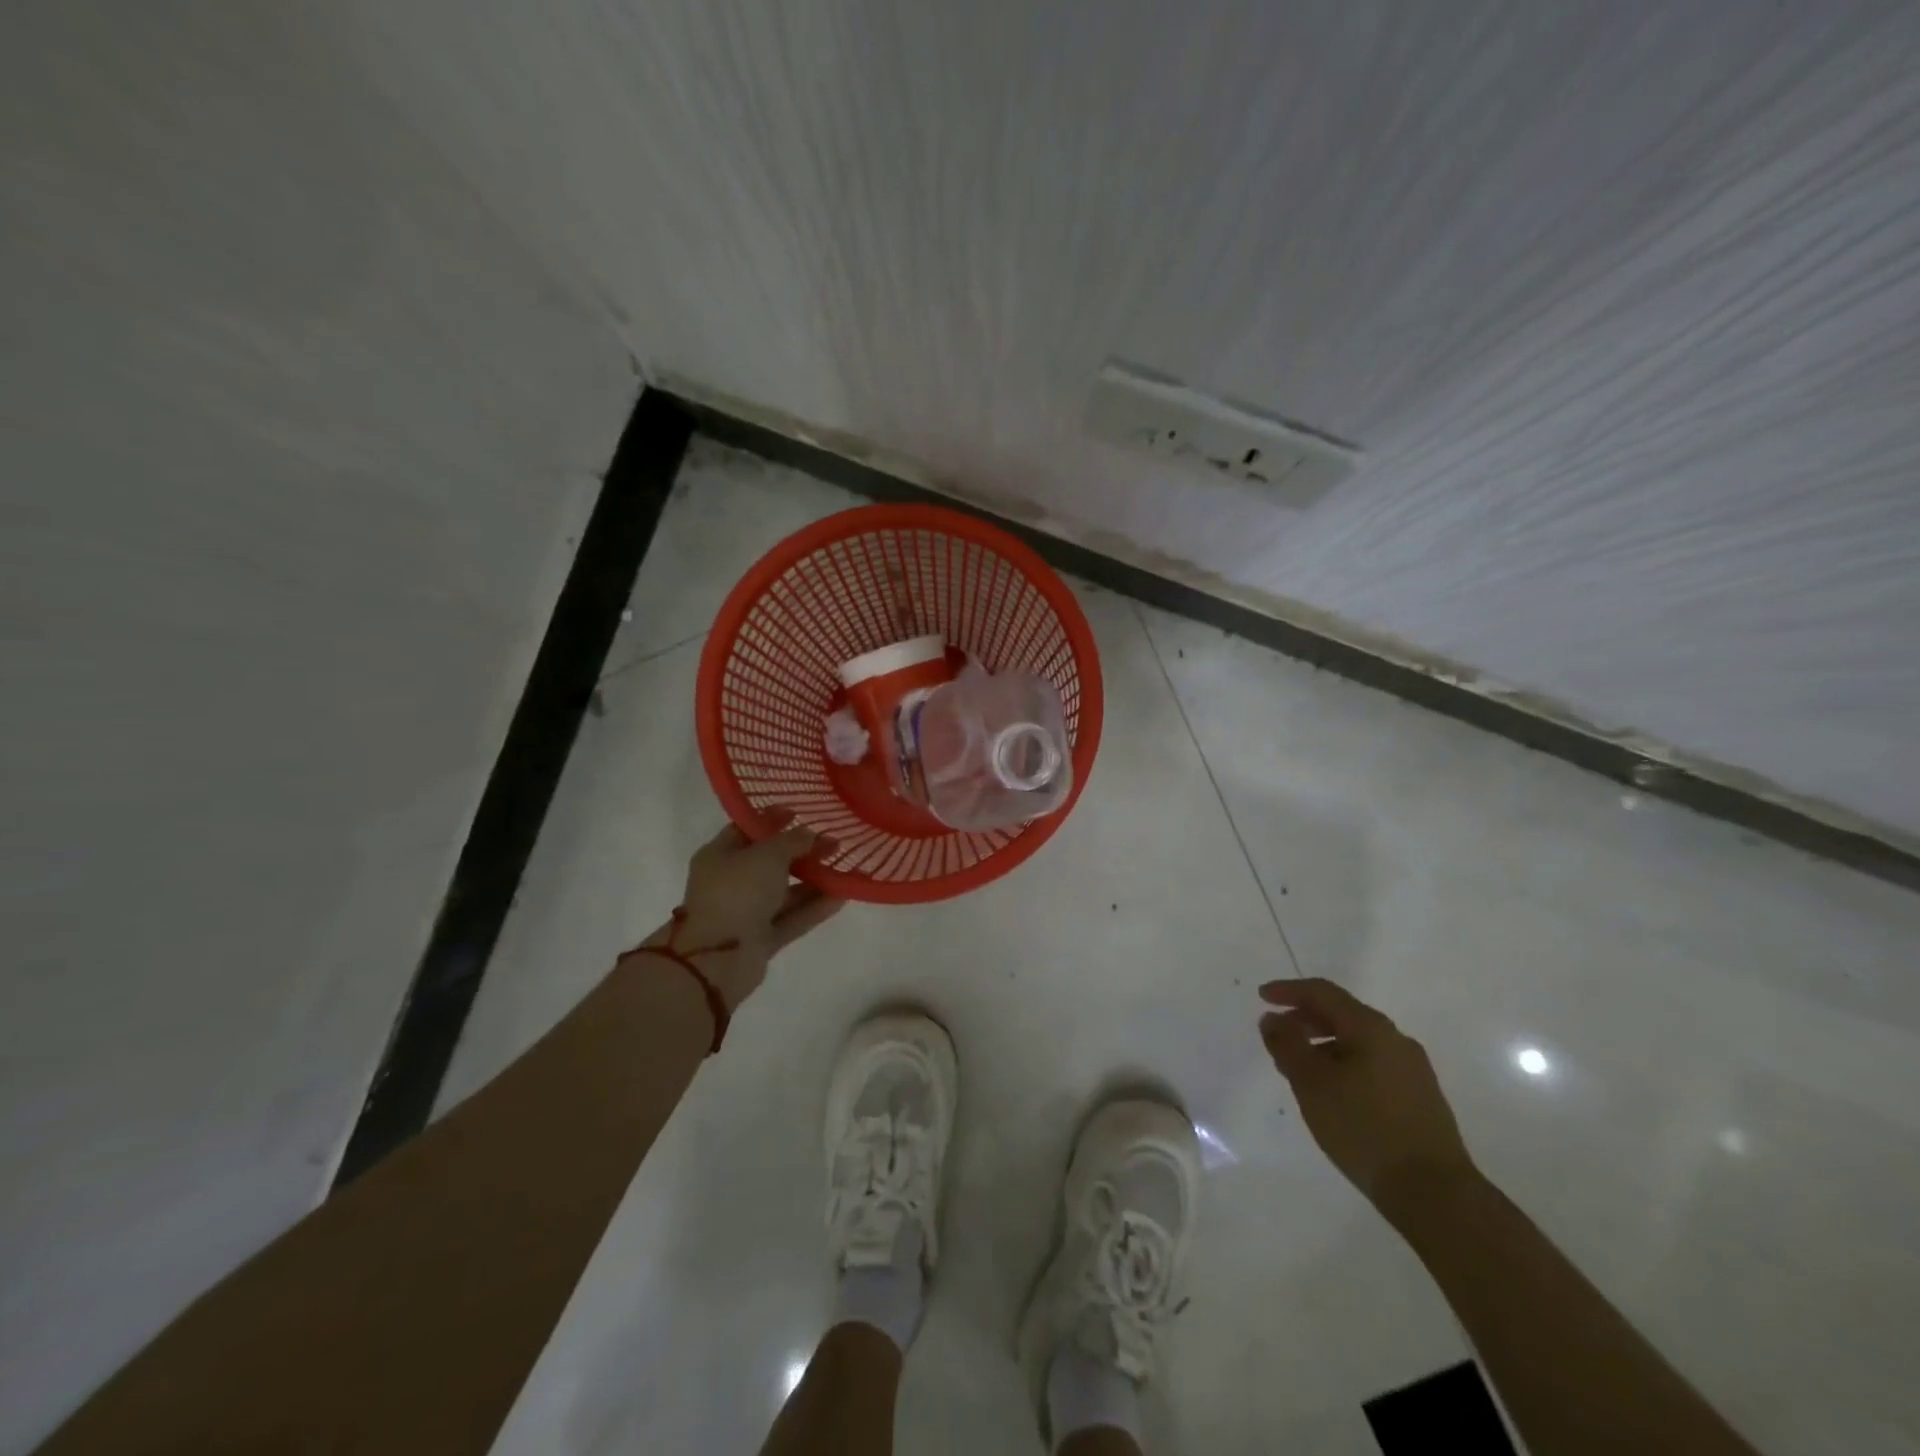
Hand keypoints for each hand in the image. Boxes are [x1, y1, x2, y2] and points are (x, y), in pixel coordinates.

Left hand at [640, 816, 843, 1011]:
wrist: (718, 959)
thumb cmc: (737, 893)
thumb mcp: (767, 855)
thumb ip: (792, 841)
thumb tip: (810, 834)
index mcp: (719, 855)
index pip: (747, 829)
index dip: (773, 819)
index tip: (800, 812)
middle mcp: (731, 882)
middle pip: (771, 861)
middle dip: (803, 851)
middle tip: (834, 842)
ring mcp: (746, 912)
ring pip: (785, 891)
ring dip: (814, 880)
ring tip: (846, 867)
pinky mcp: (761, 938)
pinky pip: (792, 917)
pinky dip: (814, 907)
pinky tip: (842, 896)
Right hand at [1258, 978, 1476, 1222]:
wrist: (1434, 1192)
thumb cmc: (1363, 1128)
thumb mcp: (1311, 1083)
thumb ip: (1287, 1044)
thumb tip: (1272, 1018)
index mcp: (1371, 1028)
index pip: (1323, 993)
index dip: (1289, 991)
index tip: (1262, 997)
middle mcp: (1395, 1040)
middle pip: (1342, 1014)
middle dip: (1305, 1019)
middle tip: (1277, 1036)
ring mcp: (1412, 1069)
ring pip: (1358, 1042)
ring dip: (1323, 1045)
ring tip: (1299, 1069)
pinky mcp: (1420, 1097)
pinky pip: (1372, 1064)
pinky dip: (1344, 1064)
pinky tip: (1333, 1092)